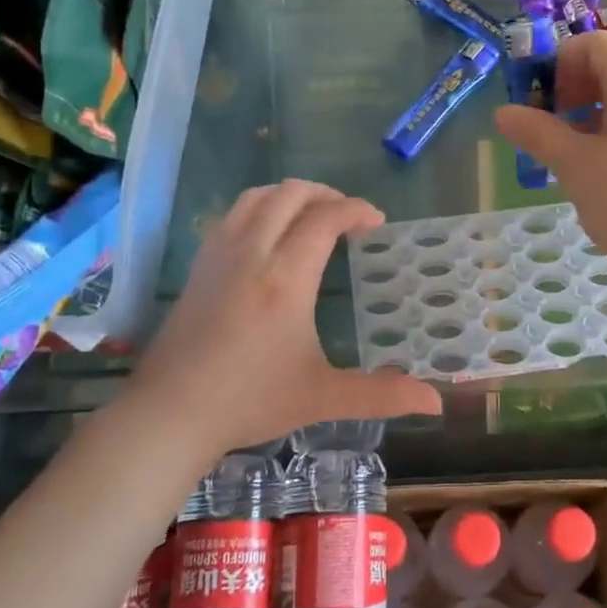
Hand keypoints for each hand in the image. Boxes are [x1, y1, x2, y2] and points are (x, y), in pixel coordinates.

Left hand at [129, 181, 441, 455]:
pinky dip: (259, 207)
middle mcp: (252, 253)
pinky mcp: (198, 266)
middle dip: (325, 194)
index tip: (376, 221)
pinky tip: (268, 235)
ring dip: (289, 194)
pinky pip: (231, 215)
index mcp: (285, 278)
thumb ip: (381, 394)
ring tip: (311, 215)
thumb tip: (436, 402)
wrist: (170, 413)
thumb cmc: (249, 401)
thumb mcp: (322, 397)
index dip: (355, 210)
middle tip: (348, 216)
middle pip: (289, 194)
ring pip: (255, 197)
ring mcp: (219, 256)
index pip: (324, 219)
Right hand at [494, 31, 606, 282]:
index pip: (595, 44)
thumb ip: (537, 132)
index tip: (540, 100)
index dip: (560, 62)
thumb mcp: (574, 164)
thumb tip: (502, 113)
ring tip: (568, 153)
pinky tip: (600, 172)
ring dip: (591, 114)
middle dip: (573, 89)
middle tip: (548, 126)